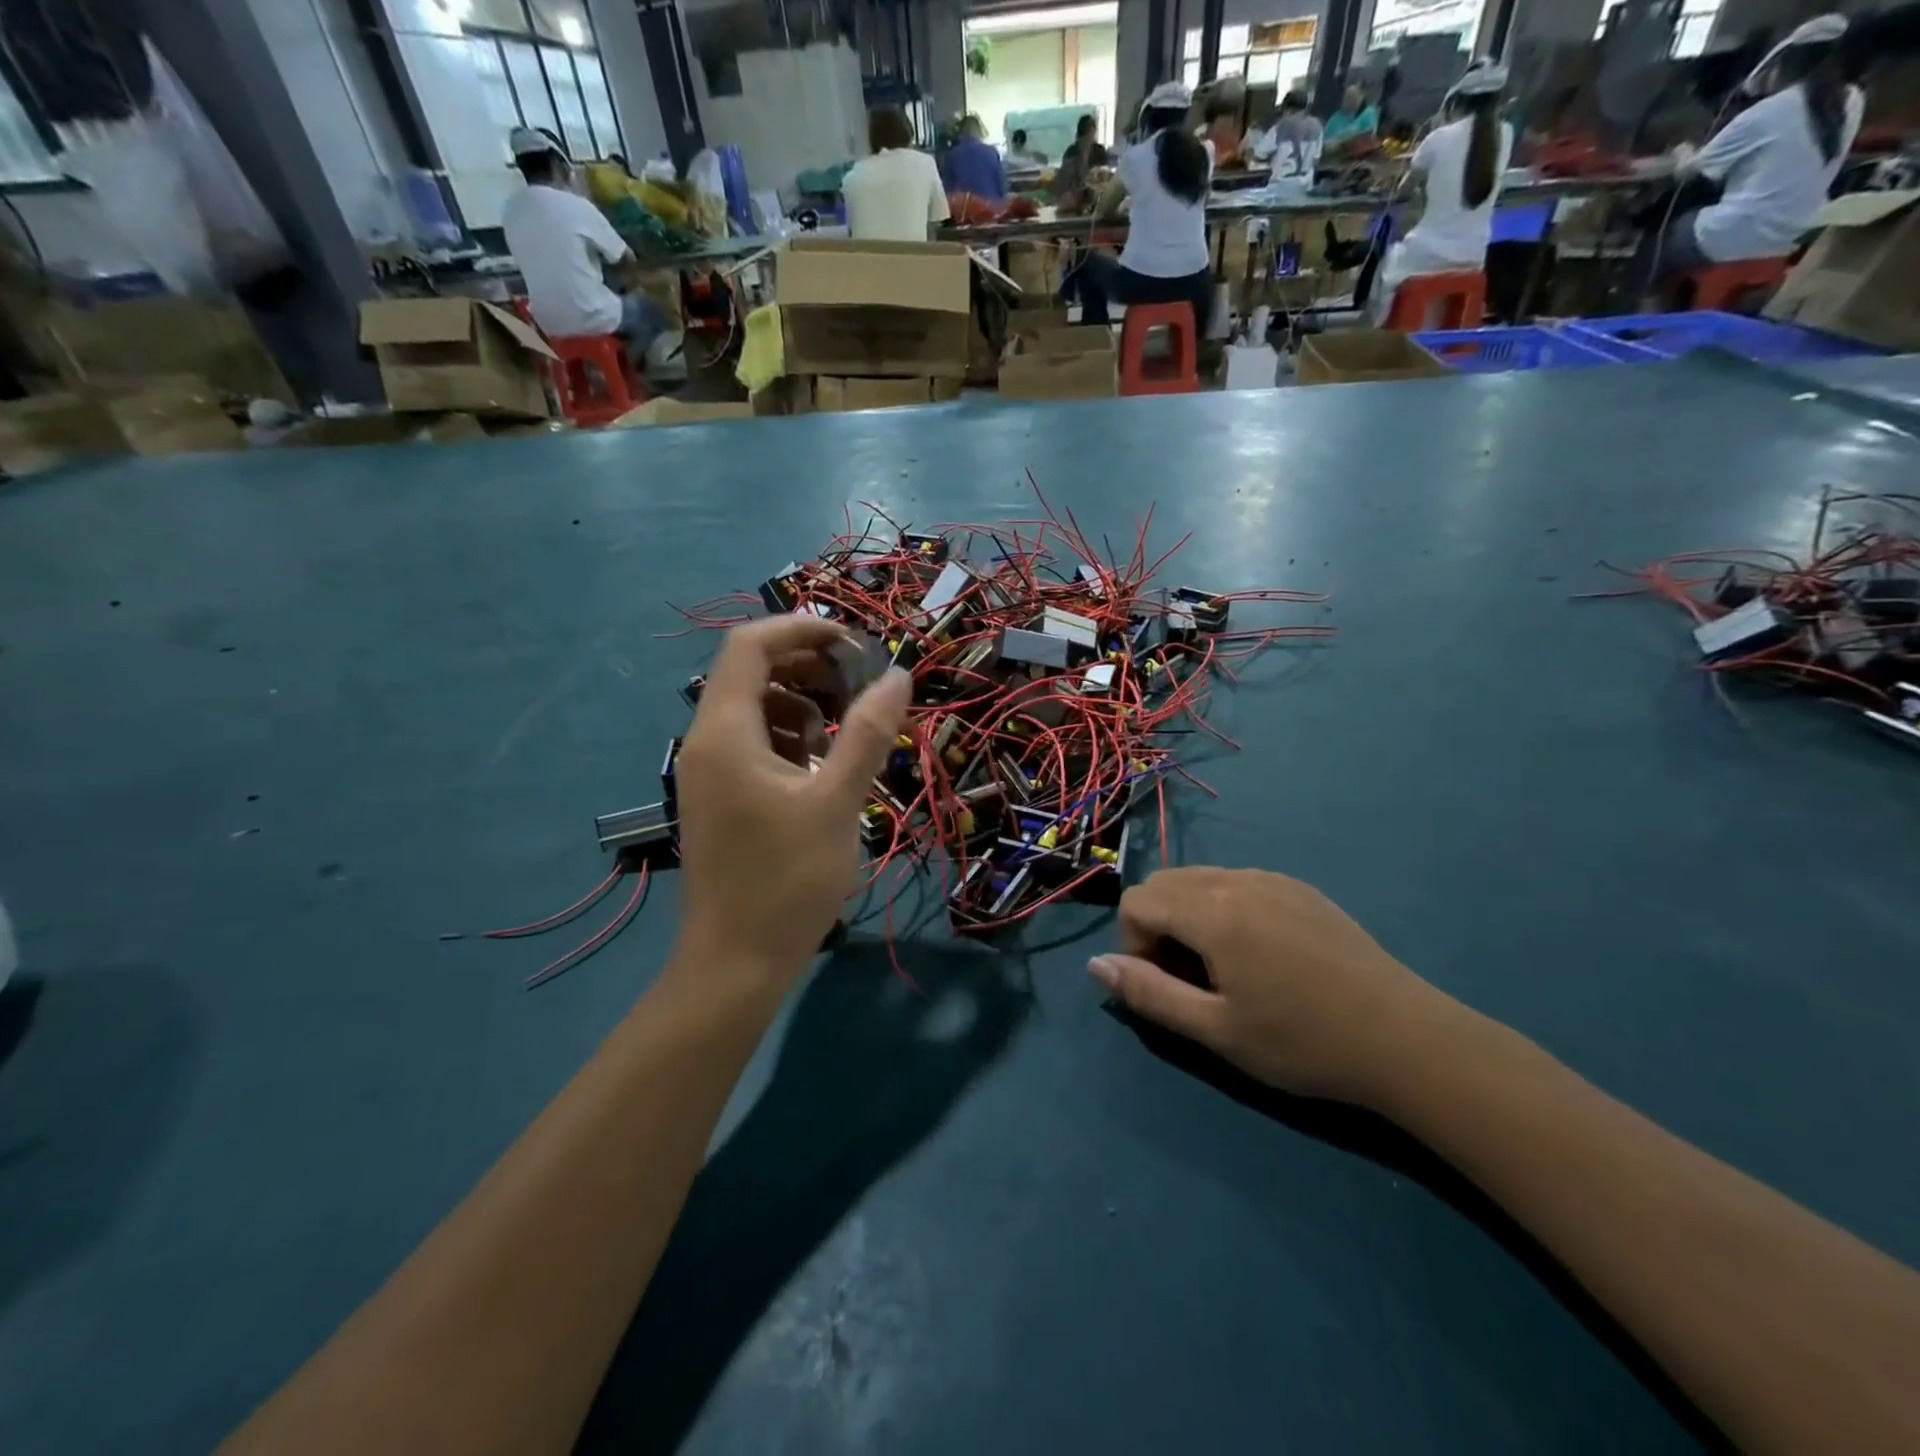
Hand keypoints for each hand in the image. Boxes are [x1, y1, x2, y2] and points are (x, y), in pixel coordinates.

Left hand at [673, 617, 910, 989]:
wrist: (736, 963)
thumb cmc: (788, 880)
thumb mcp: (838, 801)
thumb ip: (867, 733)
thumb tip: (898, 675)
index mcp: (725, 732)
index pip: (750, 645)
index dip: (802, 628)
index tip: (854, 642)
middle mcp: (706, 741)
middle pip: (750, 671)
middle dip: (807, 664)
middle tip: (859, 682)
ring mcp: (709, 771)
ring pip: (754, 708)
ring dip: (802, 702)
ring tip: (846, 727)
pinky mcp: (720, 796)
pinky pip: (753, 743)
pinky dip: (791, 737)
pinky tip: (823, 765)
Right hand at [1089, 867, 1467, 1105]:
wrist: (1407, 1040)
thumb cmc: (1302, 1042)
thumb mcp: (1215, 1030)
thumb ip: (1147, 993)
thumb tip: (1095, 965)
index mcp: (1212, 910)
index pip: (1137, 900)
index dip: (1135, 943)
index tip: (1168, 985)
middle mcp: (1237, 879)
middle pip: (1164, 882)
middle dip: (1157, 924)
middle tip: (1191, 978)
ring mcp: (1273, 878)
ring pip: (1200, 879)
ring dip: (1189, 915)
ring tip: (1225, 969)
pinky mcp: (1300, 888)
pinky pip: (1238, 883)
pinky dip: (1224, 908)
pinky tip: (1262, 956)